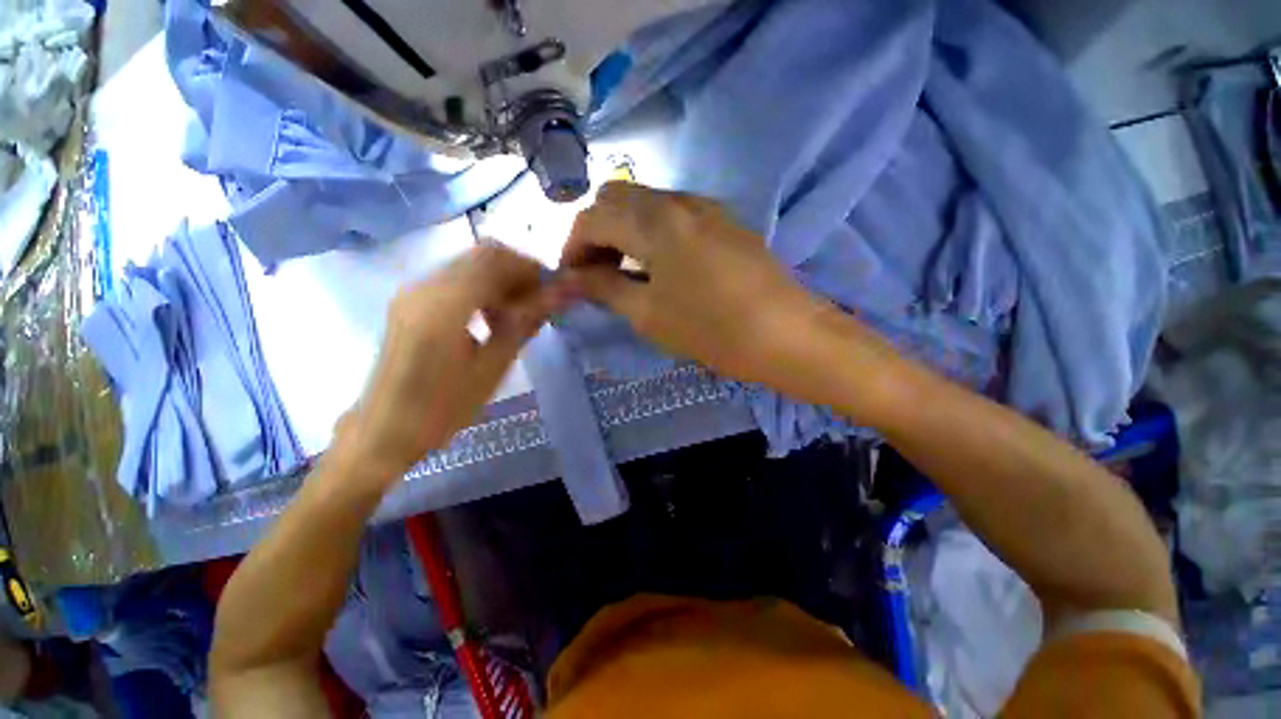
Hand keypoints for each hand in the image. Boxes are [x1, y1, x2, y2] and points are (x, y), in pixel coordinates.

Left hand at [334, 245, 560, 482]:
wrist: (384, 431)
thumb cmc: (443, 409)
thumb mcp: (492, 368)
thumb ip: (525, 322)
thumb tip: (560, 294)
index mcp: (443, 305)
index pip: (495, 259)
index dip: (531, 268)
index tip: (553, 292)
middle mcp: (423, 286)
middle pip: (482, 254)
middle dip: (518, 272)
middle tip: (539, 303)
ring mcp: (413, 291)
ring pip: (469, 264)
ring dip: (501, 280)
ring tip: (518, 314)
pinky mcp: (410, 301)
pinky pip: (455, 278)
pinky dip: (482, 288)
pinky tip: (492, 318)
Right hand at [562, 182, 826, 386]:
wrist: (787, 334)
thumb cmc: (711, 330)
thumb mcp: (649, 314)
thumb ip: (605, 288)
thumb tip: (572, 279)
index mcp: (654, 221)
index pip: (593, 218)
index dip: (572, 248)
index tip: (571, 279)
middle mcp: (678, 200)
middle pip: (616, 198)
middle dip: (596, 233)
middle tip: (597, 273)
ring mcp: (705, 206)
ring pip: (645, 202)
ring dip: (624, 230)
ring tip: (626, 272)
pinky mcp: (723, 219)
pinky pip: (673, 213)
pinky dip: (651, 231)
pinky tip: (659, 264)